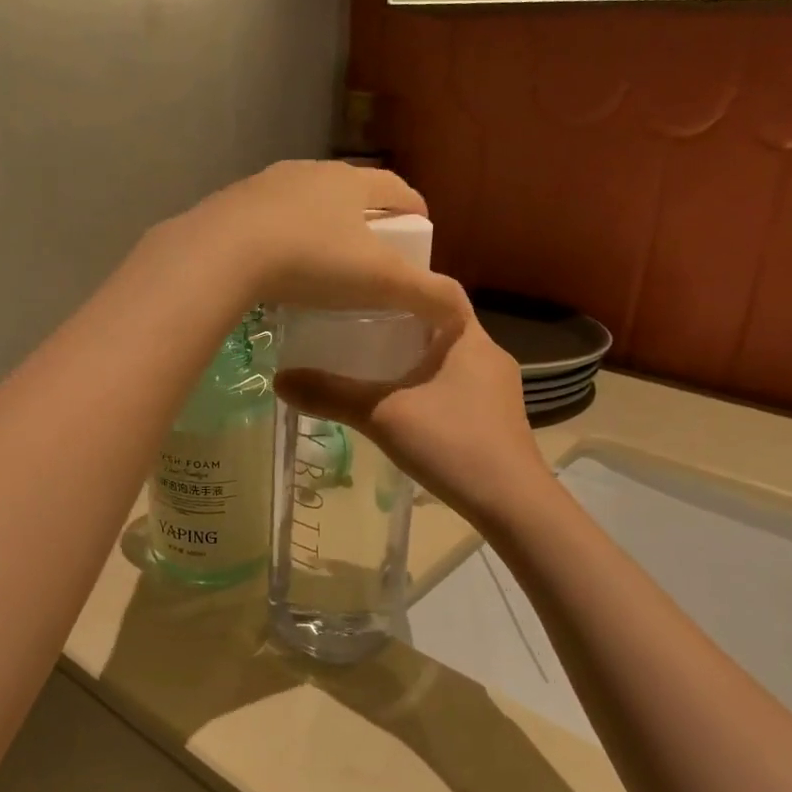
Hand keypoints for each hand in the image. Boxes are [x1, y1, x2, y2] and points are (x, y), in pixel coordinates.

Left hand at [165, 161, 467, 325]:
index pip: (397, 188)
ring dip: (321, 223)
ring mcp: (268, 184)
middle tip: (374, 250)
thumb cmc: (312, 261)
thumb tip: (460, 311)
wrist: (223, 253)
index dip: (414, 208)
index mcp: (352, 182)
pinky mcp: (233, 203)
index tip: (420, 231)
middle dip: (368, 215)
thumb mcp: (380, 282)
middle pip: (351, 190)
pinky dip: (283, 235)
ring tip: (324, 258)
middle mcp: (312, 172)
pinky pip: (269, 218)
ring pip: (307, 201)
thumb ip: (426, 295)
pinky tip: (278, 264)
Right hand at [274, 306, 552, 524]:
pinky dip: (430, 385)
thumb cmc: (452, 444)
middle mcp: (490, 354)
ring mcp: (498, 388)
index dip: (405, 287)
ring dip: (416, 358)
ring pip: (450, 358)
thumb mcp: (383, 415)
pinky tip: (405, 404)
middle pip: (441, 325)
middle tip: (358, 326)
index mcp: (469, 337)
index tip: (367, 292)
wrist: (512, 504)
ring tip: (373, 363)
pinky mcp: (498, 417)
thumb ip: (332, 396)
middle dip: (402, 325)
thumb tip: (279, 379)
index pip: (441, 291)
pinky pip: (458, 386)